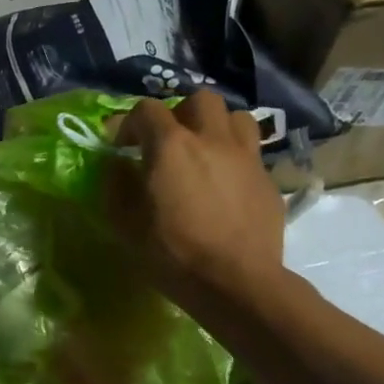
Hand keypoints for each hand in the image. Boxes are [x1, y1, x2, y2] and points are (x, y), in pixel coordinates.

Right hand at [104, 91, 288, 310]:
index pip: (146, 109)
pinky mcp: (268, 180)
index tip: (121, 146)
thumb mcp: (125, 224)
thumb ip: (116, 186)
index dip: (128, 122)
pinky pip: (251, 153)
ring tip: (204, 152)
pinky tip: (225, 185)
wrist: (236, 283)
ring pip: (235, 118)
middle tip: (169, 142)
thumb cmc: (173, 254)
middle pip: (199, 100)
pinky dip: (235, 159)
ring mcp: (246, 157)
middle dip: (180, 113)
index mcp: (171, 146)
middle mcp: (211, 139)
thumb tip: (119, 166)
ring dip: (216, 127)